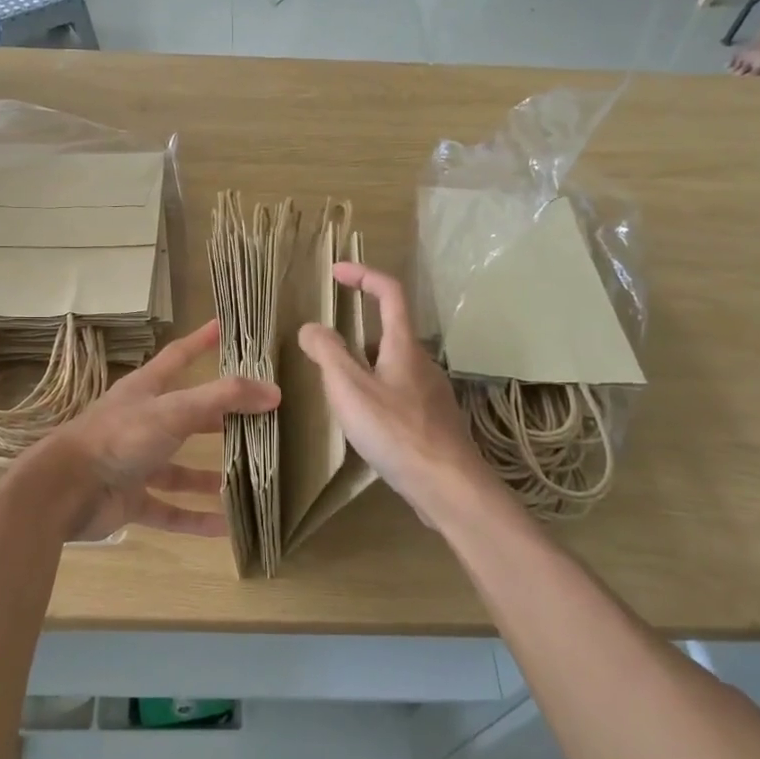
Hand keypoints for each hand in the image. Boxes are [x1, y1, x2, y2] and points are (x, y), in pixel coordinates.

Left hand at [48, 320, 276, 540]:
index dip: (201, 341)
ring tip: (246, 480)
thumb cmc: (120, 437)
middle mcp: (142, 423)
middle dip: (218, 418)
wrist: (65, 491)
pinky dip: (194, 518)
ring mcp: (135, 463)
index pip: (178, 356)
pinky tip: (225, 528)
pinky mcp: (131, 499)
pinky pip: (169, 509)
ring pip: (179, 469)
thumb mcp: (175, 410)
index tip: (224, 327)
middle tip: (257, 419)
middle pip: (187, 415)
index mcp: (146, 391)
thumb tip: (274, 391)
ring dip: (208, 476)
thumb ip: (224, 398)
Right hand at [296, 262, 495, 527]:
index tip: (336, 272)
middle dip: (356, 329)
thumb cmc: (396, 432)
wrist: (448, 486)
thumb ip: (327, 353)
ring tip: (335, 387)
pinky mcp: (432, 421)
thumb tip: (310, 327)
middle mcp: (422, 362)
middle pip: (390, 331)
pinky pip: (399, 393)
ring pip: (393, 365)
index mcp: (403, 346)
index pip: (390, 292)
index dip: (363, 275)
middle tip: (324, 345)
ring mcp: (431, 393)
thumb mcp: (350, 389)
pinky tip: (363, 421)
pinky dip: (376, 392)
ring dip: (364, 365)